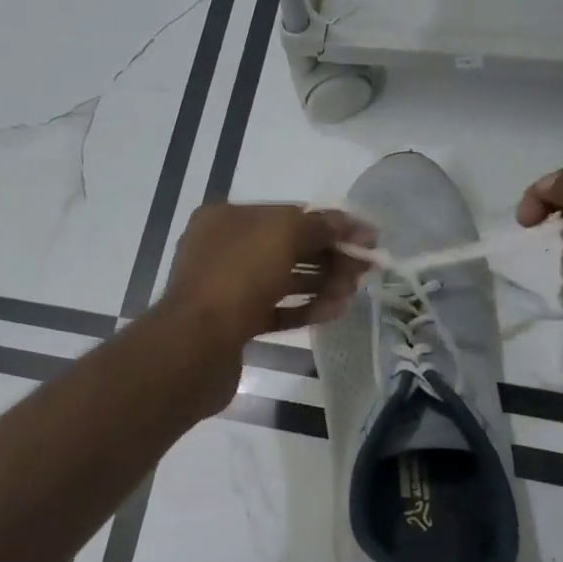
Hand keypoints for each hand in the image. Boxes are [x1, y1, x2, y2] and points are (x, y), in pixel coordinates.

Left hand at [161, 203, 373, 347]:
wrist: (195, 346)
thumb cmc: (237, 277)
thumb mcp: (282, 236)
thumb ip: (320, 226)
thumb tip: (350, 224)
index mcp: (225, 220)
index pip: (287, 215)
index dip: (329, 225)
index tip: (367, 239)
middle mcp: (222, 250)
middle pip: (286, 248)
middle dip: (328, 256)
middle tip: (364, 271)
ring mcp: (225, 290)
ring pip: (281, 281)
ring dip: (320, 283)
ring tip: (351, 293)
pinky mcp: (232, 326)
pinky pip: (274, 311)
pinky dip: (304, 309)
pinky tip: (333, 312)